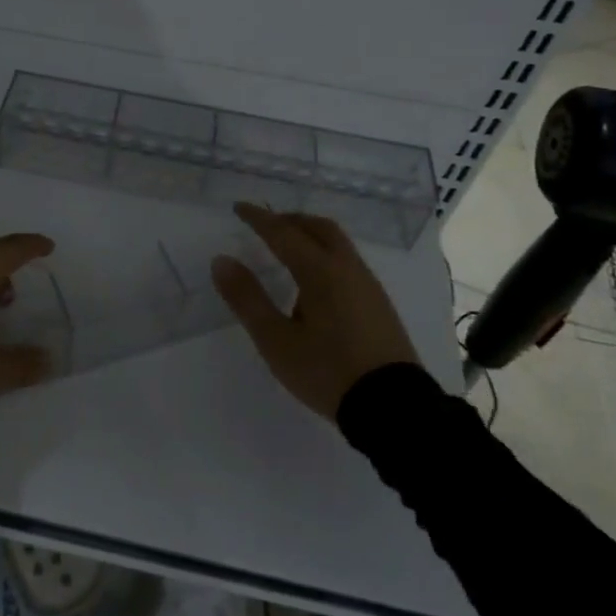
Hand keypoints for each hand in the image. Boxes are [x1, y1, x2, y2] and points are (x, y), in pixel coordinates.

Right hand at [212, 203, 418, 420]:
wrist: (394, 408)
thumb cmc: (327, 371)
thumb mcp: (276, 340)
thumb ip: (247, 298)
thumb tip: (221, 261)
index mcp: (320, 271)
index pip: (283, 233)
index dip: (259, 218)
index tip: (239, 208)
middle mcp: (347, 268)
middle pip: (318, 227)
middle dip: (289, 220)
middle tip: (265, 225)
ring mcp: (368, 285)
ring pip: (337, 243)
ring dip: (309, 235)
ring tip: (287, 250)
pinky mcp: (378, 303)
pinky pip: (347, 261)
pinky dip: (324, 253)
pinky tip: (314, 282)